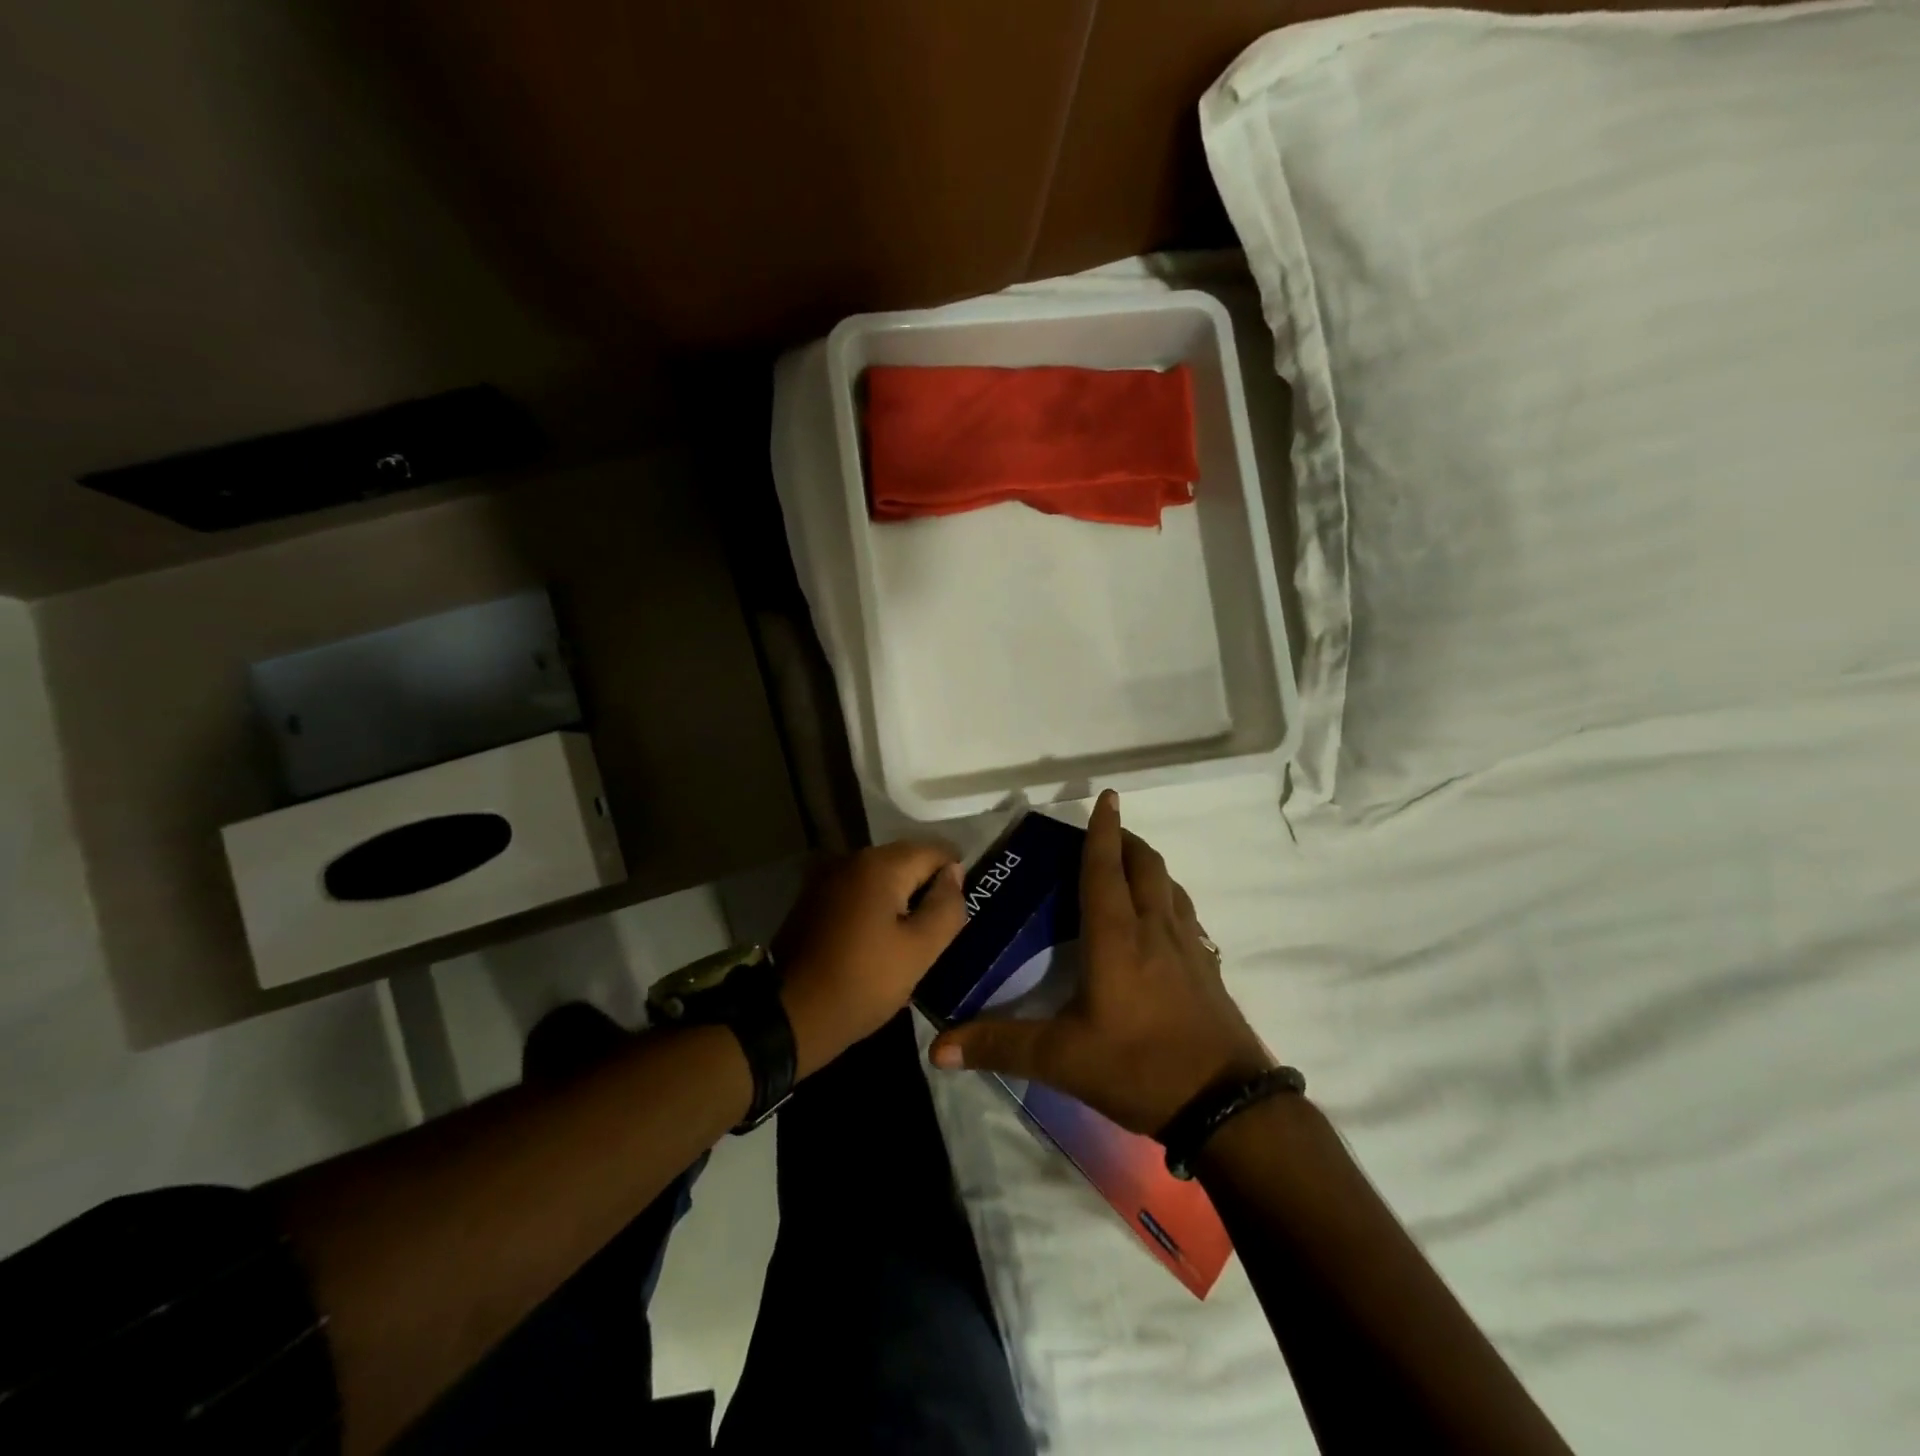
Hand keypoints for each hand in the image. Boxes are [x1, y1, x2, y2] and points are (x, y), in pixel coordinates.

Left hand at [774, 840, 966, 1076]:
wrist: (788, 1016)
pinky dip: (877, 905)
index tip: (962, 908)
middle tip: (941, 927)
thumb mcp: (919, 951)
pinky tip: (881, 937)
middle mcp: (851, 858)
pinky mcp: (815, 897)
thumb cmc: (862, 983)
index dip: (956, 876)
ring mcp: (828, 877)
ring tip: (915, 935)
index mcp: (880, 865)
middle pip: (907, 860)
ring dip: (902, 897)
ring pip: (883, 876)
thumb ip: (946, 907)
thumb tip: (954, 873)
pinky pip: (860, 890)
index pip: (936, 851)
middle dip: (928, 886)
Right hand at [928, 790, 1271, 1135]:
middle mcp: (1155, 930)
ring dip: (1149, 867)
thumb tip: (937, 1048)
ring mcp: (1189, 948)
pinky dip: (1169, 900)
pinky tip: (1160, 923)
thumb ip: (1000, 1045)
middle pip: (1146, 866)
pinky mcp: (1208, 970)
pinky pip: (1186, 916)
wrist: (1227, 1106)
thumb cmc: (1140, 1068)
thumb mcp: (1062, 1059)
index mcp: (1116, 938)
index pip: (1105, 869)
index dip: (1103, 831)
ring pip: (1170, 887)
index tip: (1107, 796)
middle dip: (1127, 841)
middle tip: (1107, 834)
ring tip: (1130, 869)